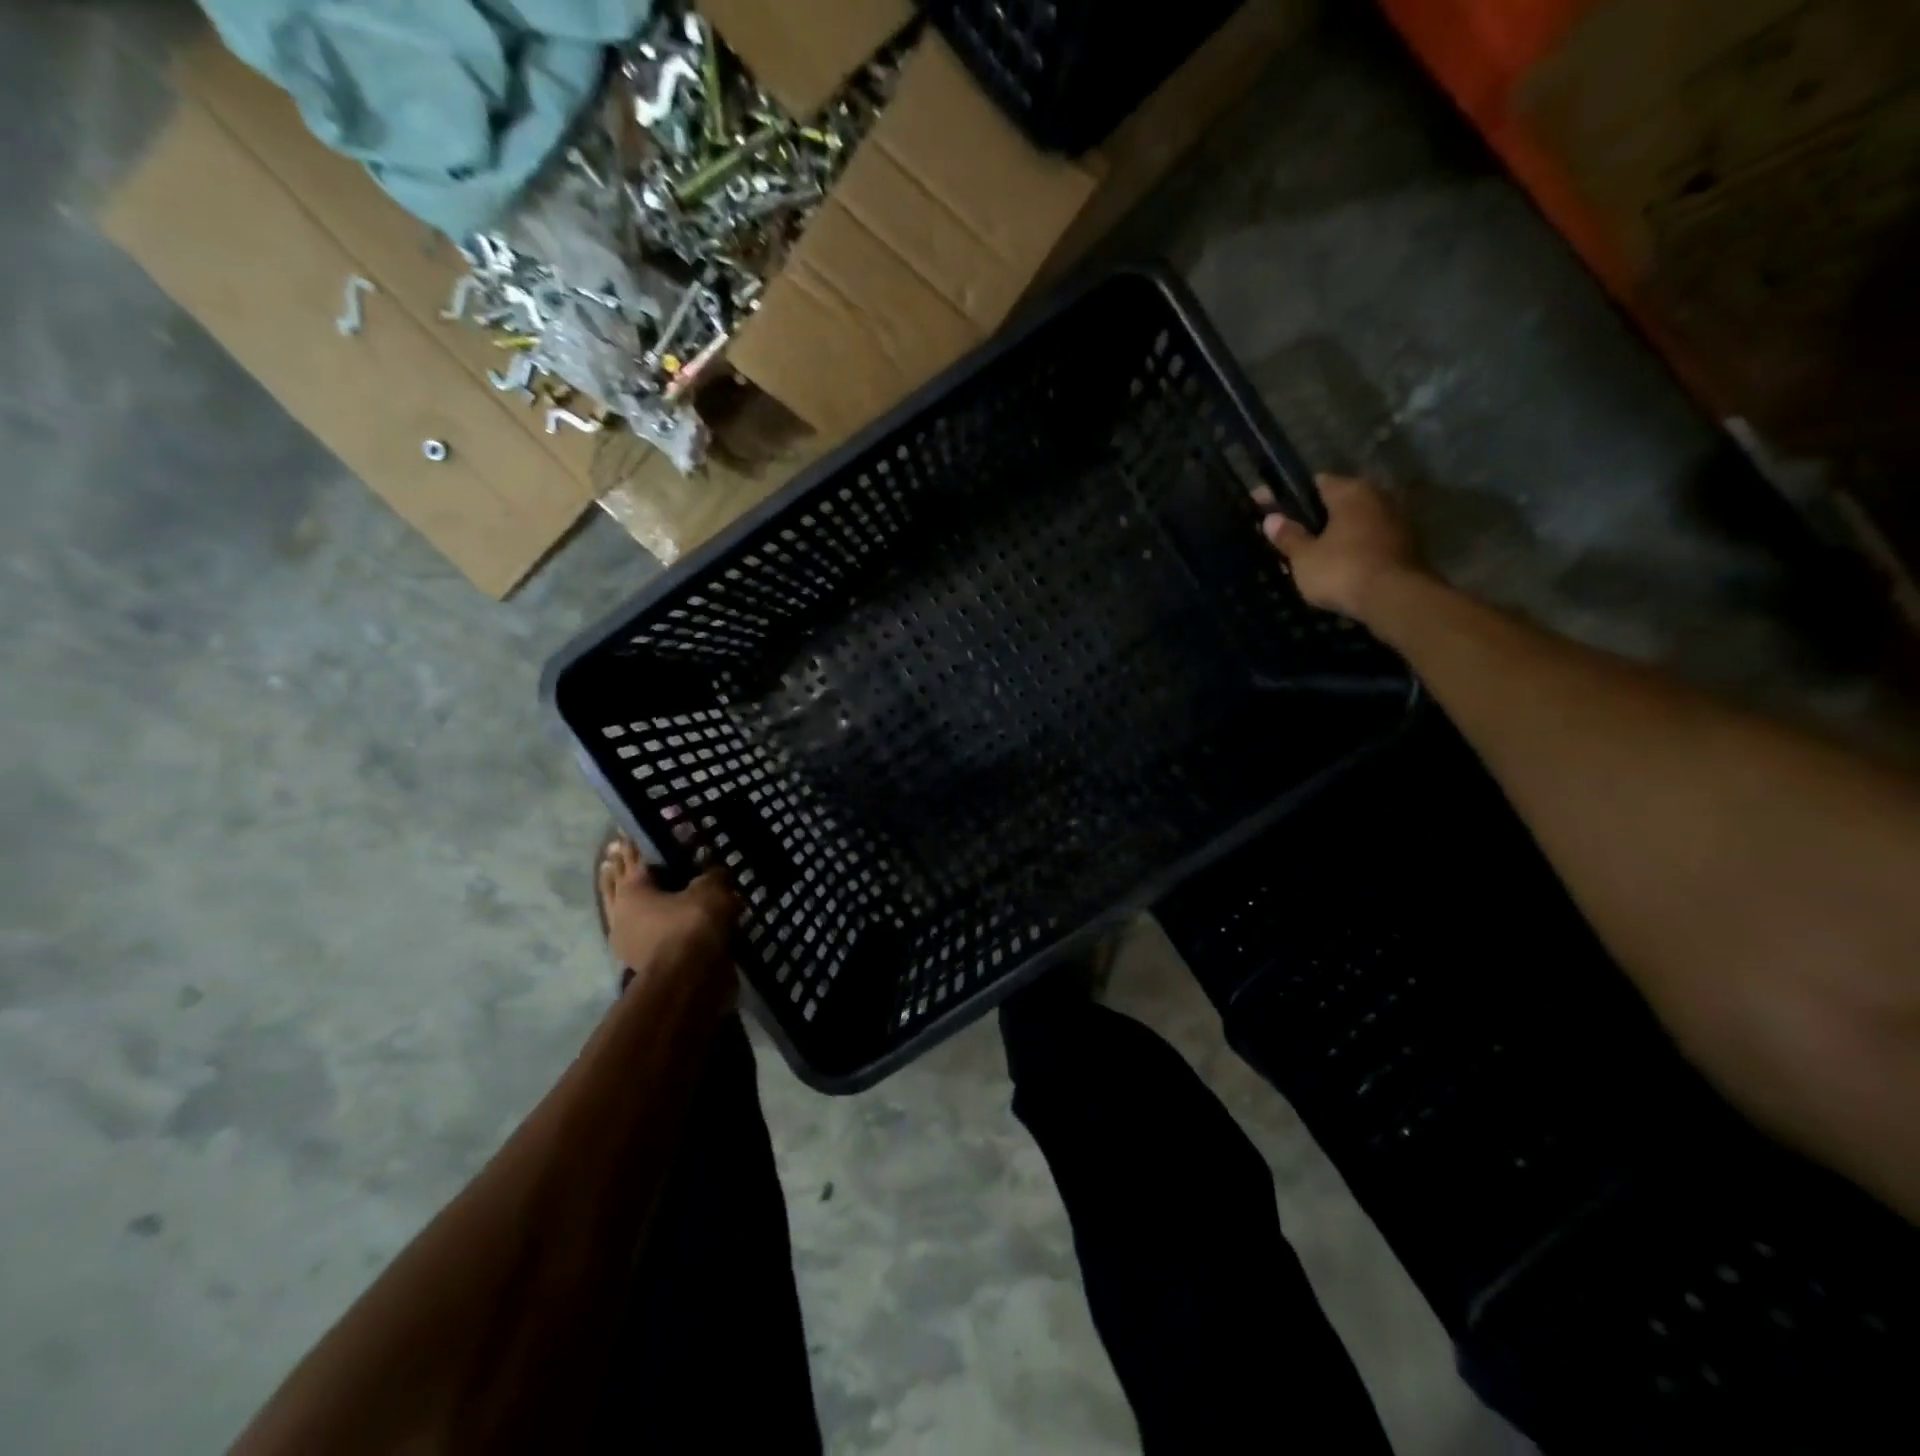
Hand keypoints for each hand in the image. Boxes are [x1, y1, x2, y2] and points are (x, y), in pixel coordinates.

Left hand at [598, 835, 740, 977]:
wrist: (689, 977)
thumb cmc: (693, 924)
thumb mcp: (710, 891)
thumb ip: (711, 876)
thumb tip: (715, 869)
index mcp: (634, 888)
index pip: (634, 859)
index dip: (633, 845)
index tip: (624, 833)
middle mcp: (622, 911)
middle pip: (617, 883)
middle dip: (617, 867)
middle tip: (613, 851)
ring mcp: (625, 939)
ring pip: (619, 909)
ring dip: (617, 893)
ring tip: (615, 880)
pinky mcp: (636, 961)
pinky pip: (634, 931)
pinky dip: (636, 922)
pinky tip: (643, 919)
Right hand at [1256, 474, 1424, 623]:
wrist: (1395, 600)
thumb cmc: (1342, 570)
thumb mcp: (1304, 557)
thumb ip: (1288, 536)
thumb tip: (1271, 519)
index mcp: (1351, 492)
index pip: (1315, 483)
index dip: (1288, 497)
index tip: (1268, 510)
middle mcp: (1378, 497)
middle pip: (1337, 503)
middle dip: (1313, 518)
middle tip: (1289, 538)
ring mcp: (1397, 521)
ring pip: (1355, 523)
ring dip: (1335, 536)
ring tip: (1311, 557)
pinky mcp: (1407, 546)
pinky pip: (1370, 541)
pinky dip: (1353, 550)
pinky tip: (1337, 568)